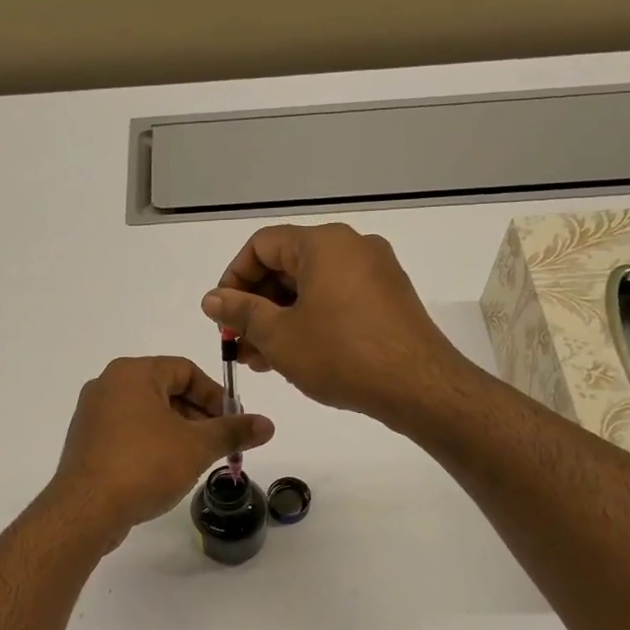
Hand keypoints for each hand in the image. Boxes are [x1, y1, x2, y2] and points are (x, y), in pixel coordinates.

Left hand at [50, 357, 274, 548]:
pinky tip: (165, 471)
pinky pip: (127, 434)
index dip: (215, 395)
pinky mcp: (86, 443)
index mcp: (133, 373)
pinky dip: (152, 445)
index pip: (185, 371)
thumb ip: (233, 431)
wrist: (87, 509)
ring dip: (177, 432)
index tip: (233, 422)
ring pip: (147, 414)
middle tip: (219, 444)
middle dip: (198, 416)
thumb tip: (268, 424)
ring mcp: (92, 415)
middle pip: (165, 391)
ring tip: (196, 460)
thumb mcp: (197, 447)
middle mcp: (108, 385)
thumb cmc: (145, 465)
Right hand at [201, 223, 462, 420]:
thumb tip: (211, 298)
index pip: (261, 245)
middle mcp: (352, 246)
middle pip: (288, 265)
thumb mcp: (279, 336)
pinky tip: (296, 356)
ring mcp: (375, 272)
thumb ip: (241, 312)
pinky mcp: (389, 299)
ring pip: (312, 288)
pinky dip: (310, 322)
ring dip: (280, 319)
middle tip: (238, 344)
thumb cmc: (341, 355)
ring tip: (260, 359)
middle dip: (256, 305)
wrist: (418, 386)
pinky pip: (337, 300)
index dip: (233, 278)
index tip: (222, 316)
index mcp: (323, 244)